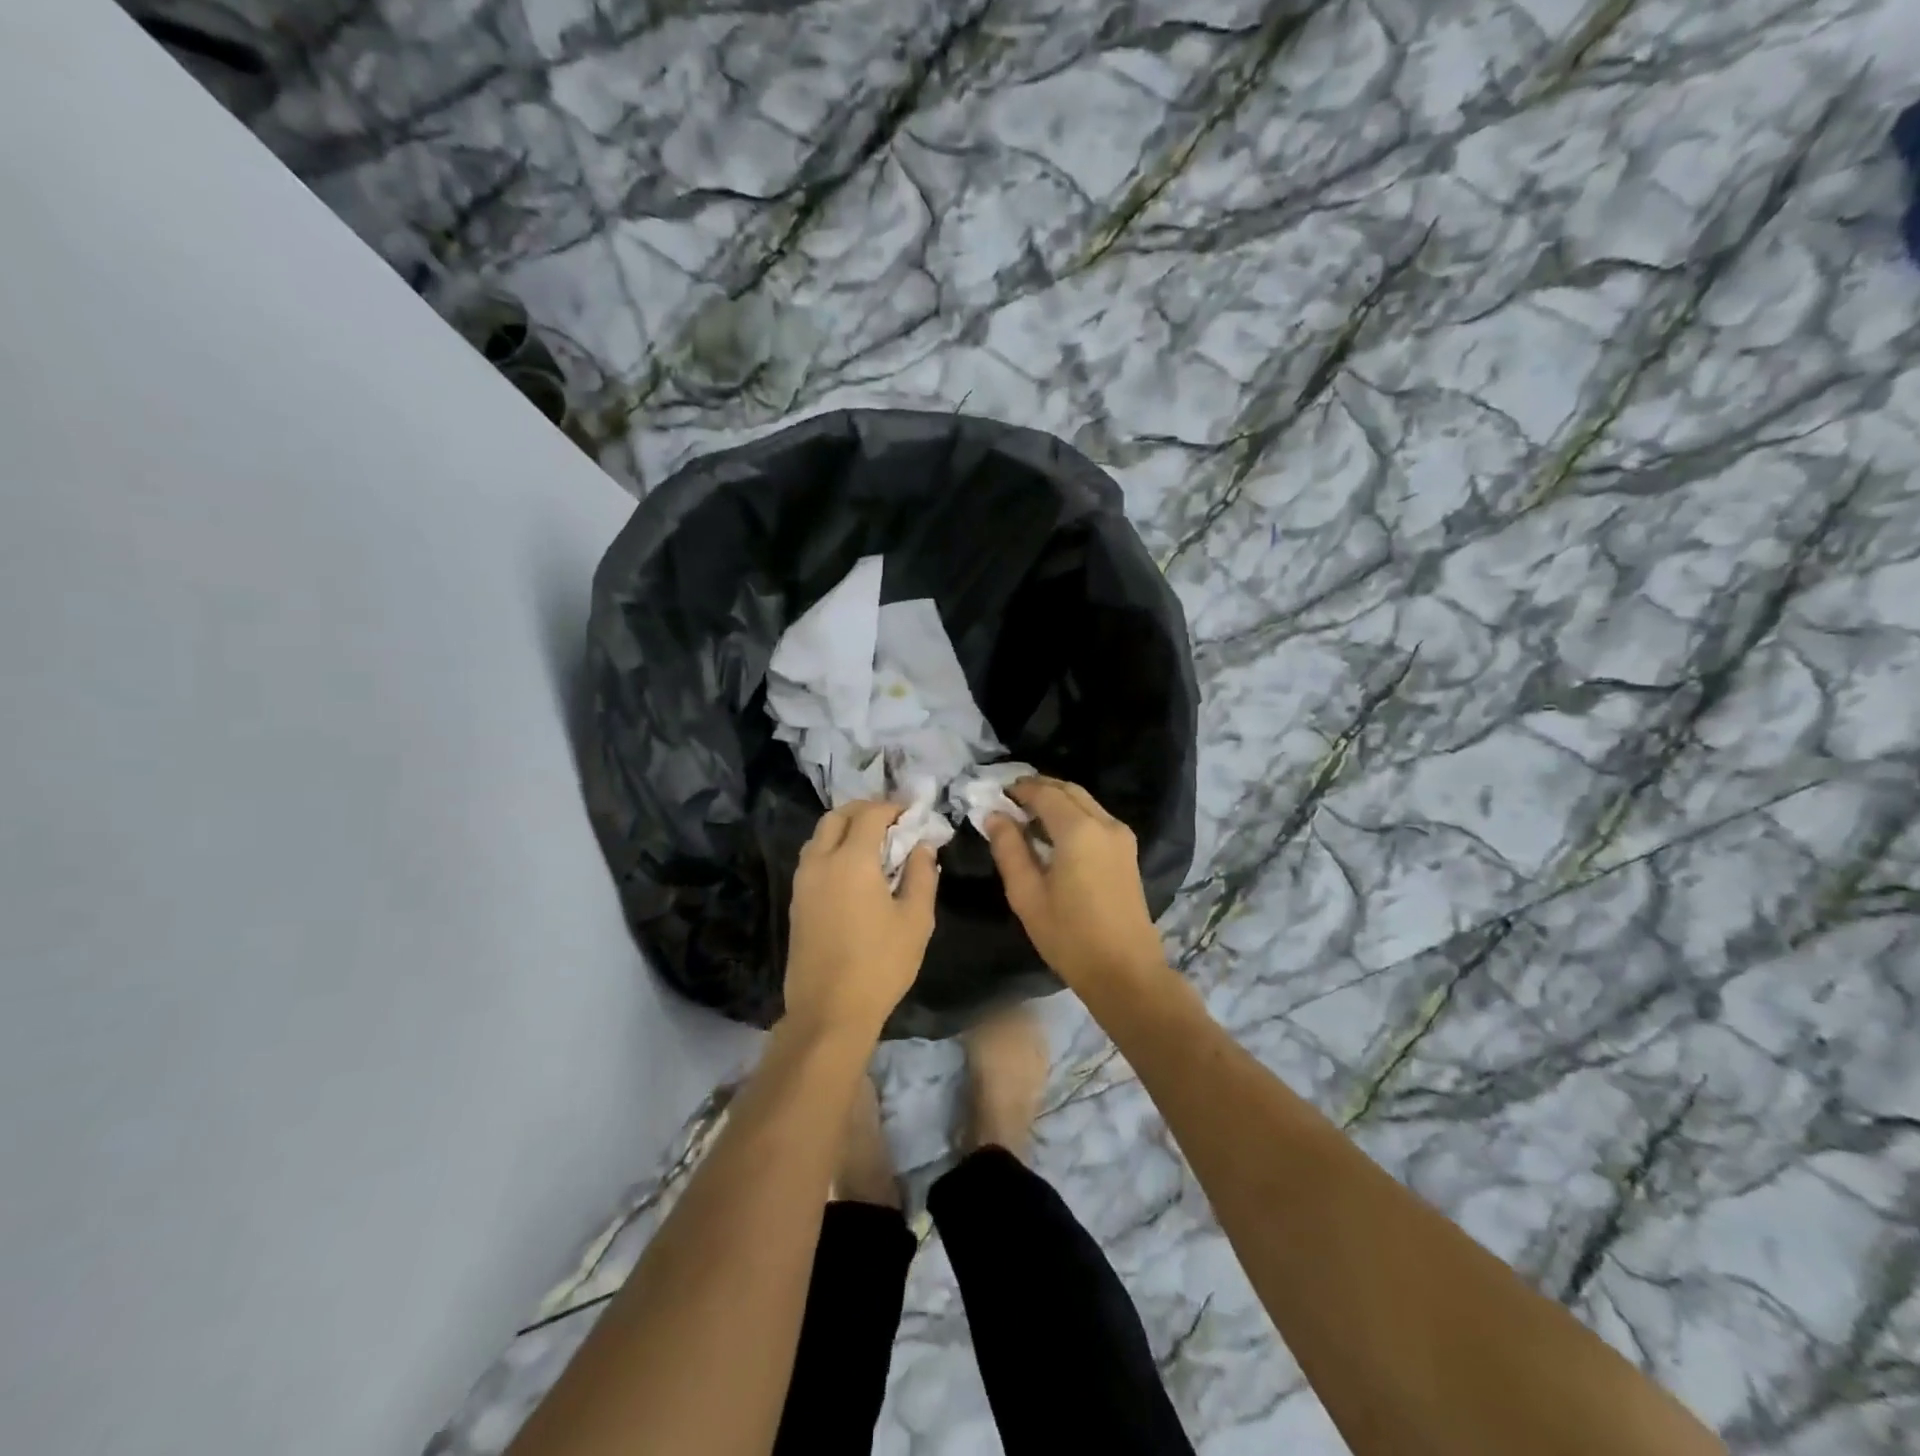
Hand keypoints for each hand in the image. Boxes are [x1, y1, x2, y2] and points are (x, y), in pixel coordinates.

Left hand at [784, 801, 937, 1038]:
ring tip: (873, 842)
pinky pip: (813, 857)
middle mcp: (821, 861)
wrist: (828, 1011)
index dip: (893, 806)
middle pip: (837, 816)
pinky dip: (832, 848)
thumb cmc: (880, 964)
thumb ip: (922, 875)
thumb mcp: (916, 920)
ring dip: (845, 827)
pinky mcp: (797, 901)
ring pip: (819, 835)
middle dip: (865, 810)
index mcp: (851, 860)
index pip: (870, 814)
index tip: (913, 812)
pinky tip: (853, 869)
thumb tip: (922, 846)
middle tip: (891, 820)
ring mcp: (803, 881)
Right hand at [984, 778, 1168, 993]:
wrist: (1125, 972)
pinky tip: (1054, 835)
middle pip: (1069, 790)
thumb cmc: (1070, 936)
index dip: (1019, 789)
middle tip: (1011, 798)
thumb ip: (1009, 849)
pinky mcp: (1128, 852)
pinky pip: (1096, 818)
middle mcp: (1105, 823)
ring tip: (1028, 816)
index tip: (996, 793)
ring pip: (1085, 802)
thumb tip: (995, 816)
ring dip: (1057, 801)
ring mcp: (1122, 837)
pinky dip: (1073, 815)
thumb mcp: (1027, 894)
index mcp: (1079, 830)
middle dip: (1039, 789)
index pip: (1045, 793)